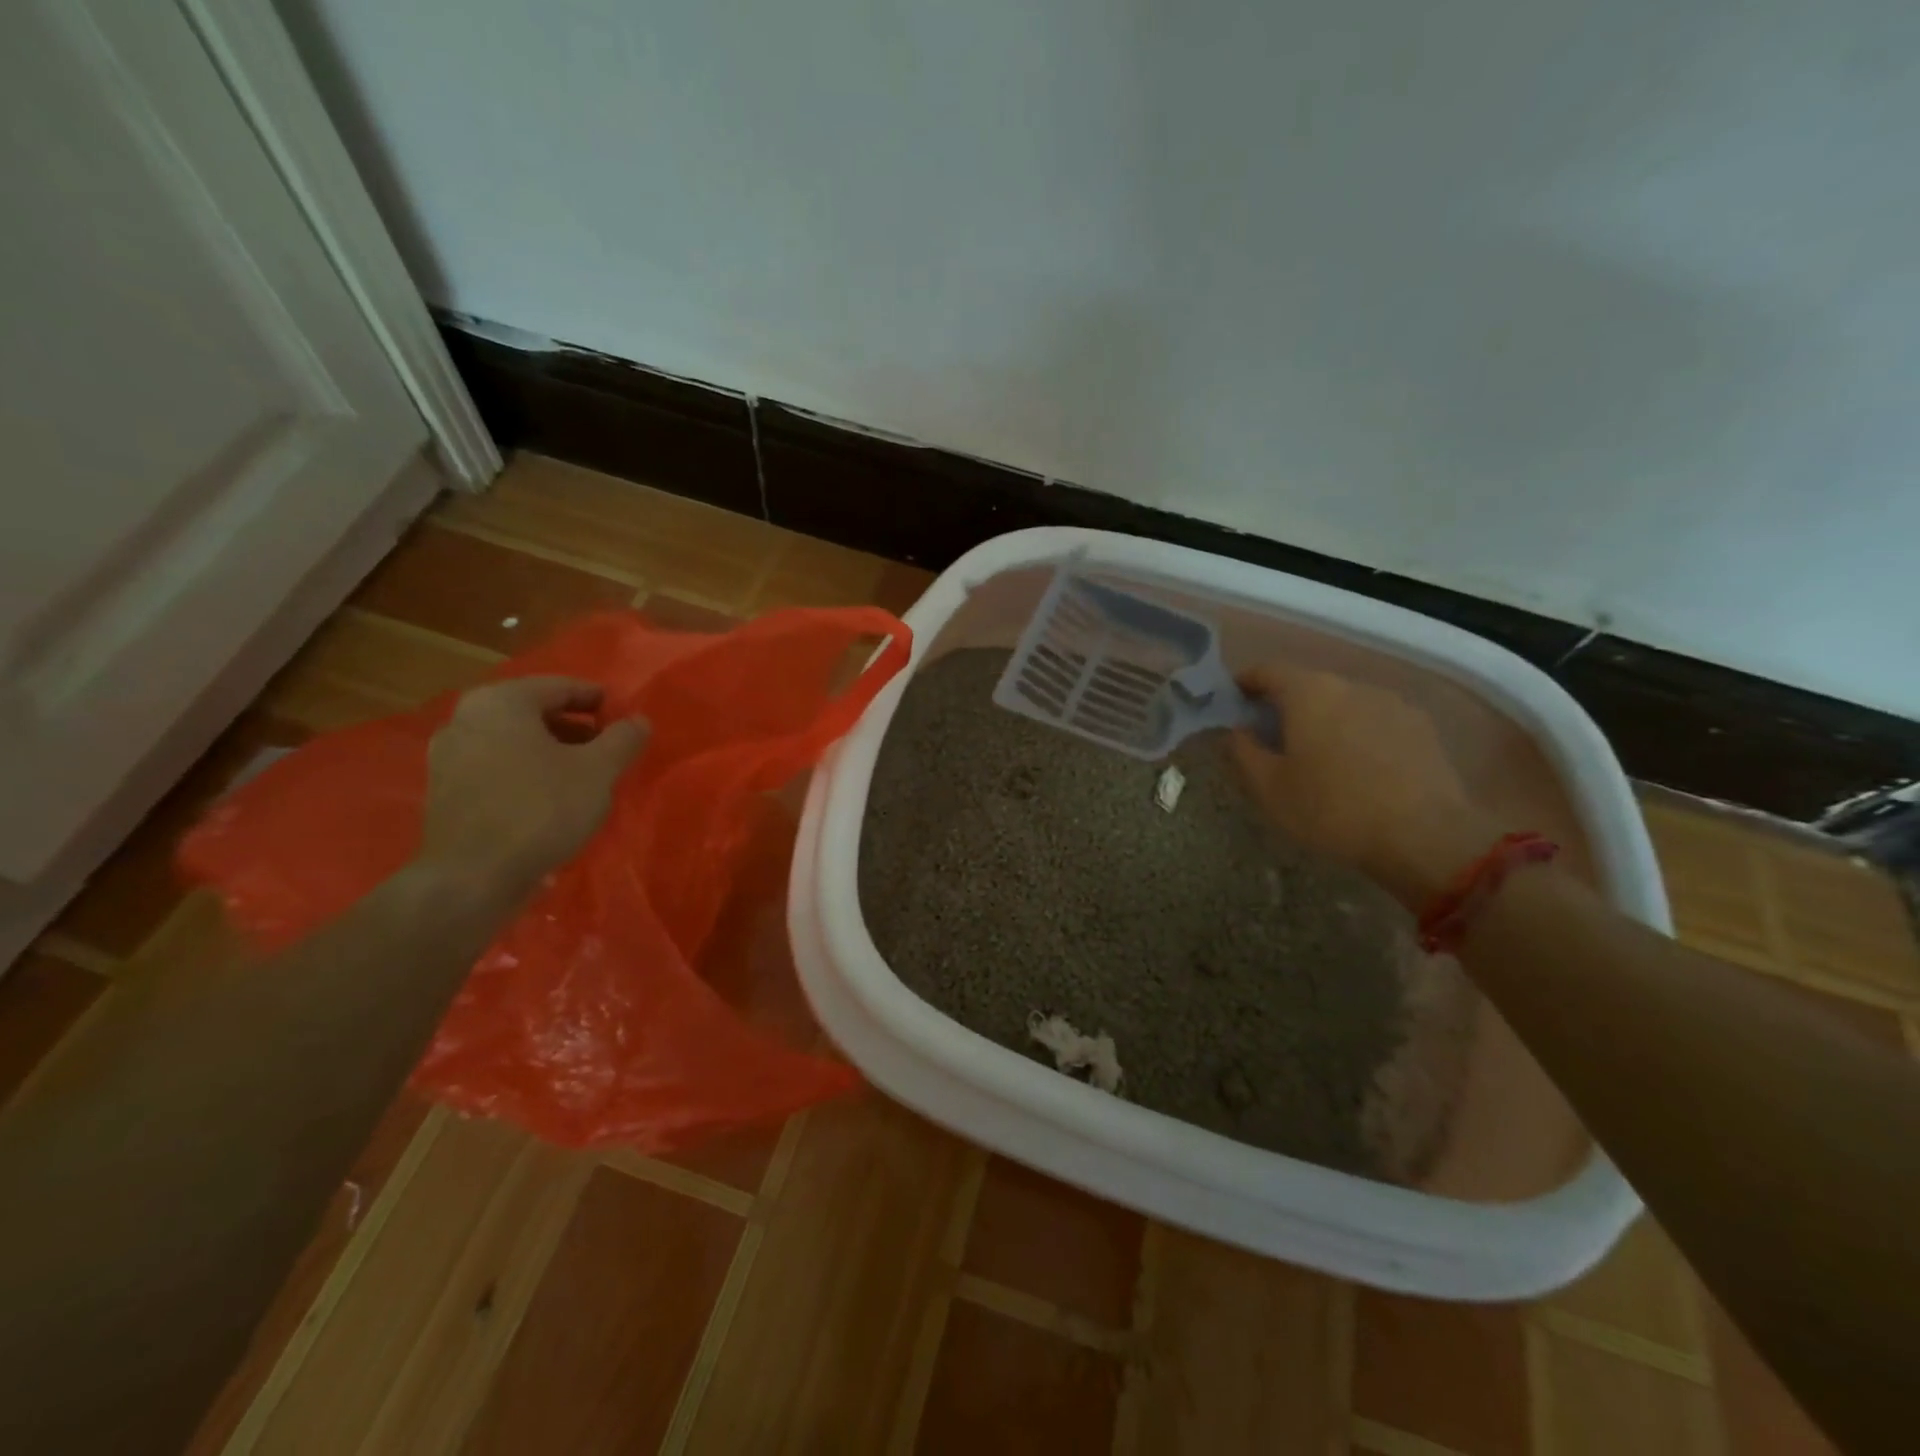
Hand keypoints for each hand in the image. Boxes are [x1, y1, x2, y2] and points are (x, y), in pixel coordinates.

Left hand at [417, 677, 648, 897]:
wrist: (473, 877)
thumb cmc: (541, 809)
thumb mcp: (598, 771)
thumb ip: (623, 738)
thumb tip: (639, 720)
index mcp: (502, 702)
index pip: (560, 687)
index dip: (598, 700)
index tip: (624, 719)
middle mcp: (466, 718)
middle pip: (534, 713)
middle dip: (575, 728)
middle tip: (608, 748)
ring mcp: (448, 756)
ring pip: (514, 741)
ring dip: (551, 751)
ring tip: (585, 776)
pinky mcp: (445, 791)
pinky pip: (496, 767)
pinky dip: (527, 772)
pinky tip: (552, 798)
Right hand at [1231, 662, 1499, 907]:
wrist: (1425, 837)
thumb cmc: (1332, 810)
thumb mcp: (1269, 788)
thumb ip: (1244, 751)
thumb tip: (1239, 730)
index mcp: (1308, 693)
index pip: (1267, 670)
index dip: (1245, 683)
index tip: (1233, 702)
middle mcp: (1350, 685)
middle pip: (1307, 685)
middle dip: (1285, 705)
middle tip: (1270, 737)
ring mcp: (1391, 702)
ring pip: (1343, 702)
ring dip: (1324, 720)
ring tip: (1317, 756)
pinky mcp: (1420, 726)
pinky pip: (1374, 720)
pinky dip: (1356, 733)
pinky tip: (1357, 768)